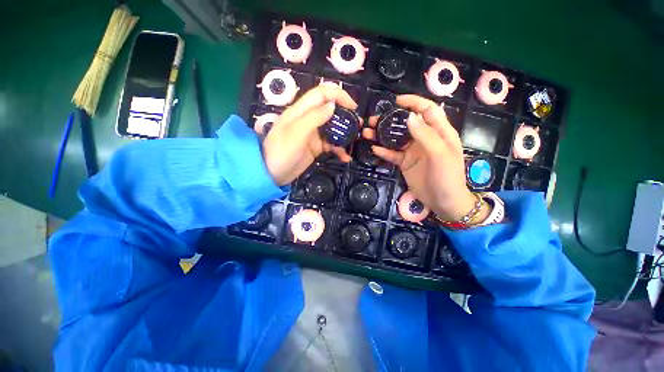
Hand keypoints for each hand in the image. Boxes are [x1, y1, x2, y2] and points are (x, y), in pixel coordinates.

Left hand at [262, 86, 358, 185]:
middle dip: (345, 115)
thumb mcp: (297, 132)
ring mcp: (313, 134)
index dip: (338, 95)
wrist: (273, 174)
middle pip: (330, 110)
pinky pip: (331, 144)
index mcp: (301, 111)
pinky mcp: (316, 147)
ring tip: (354, 141)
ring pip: (332, 128)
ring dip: (344, 133)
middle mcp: (308, 119)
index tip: (353, 106)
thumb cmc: (282, 151)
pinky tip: (345, 157)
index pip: (322, 94)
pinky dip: (339, 149)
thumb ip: (314, 117)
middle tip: (357, 126)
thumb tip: (333, 105)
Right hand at [364, 95, 481, 221]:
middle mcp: (424, 138)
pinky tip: (374, 149)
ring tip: (367, 133)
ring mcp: (413, 151)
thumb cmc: (447, 176)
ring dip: (382, 135)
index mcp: (439, 132)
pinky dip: (383, 151)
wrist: (443, 202)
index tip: (396, 101)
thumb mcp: (439, 154)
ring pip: (396, 138)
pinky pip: (392, 154)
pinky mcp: (405, 163)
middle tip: (373, 120)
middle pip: (406, 123)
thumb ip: (425, 134)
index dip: (413, 102)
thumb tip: (409, 116)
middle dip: (390, 119)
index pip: (427, 110)